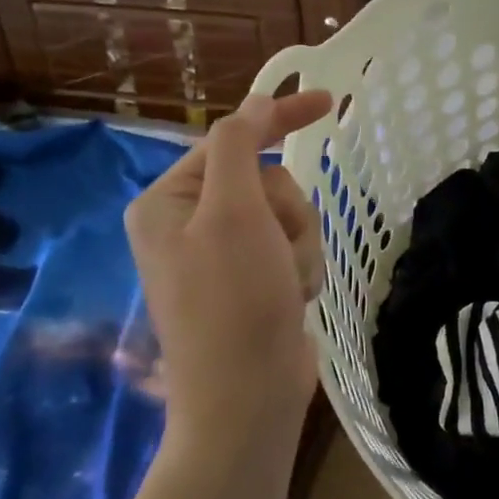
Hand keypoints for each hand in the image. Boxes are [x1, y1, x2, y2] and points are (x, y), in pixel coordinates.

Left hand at [125, 90, 333, 449]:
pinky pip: (292, 249)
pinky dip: (301, 269)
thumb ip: (241, 145)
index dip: (280, 117)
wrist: (247, 395)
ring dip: (300, 246)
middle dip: (288, 214)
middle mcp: (190, 224)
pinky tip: (291, 299)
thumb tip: (255, 103)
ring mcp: (222, 256)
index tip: (330, 103)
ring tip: (286, 283)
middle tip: (278, 250)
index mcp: (169, 201)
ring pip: (289, 217)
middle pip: (267, 182)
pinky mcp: (251, 281)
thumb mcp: (233, 212)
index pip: (232, 139)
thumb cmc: (234, 299)